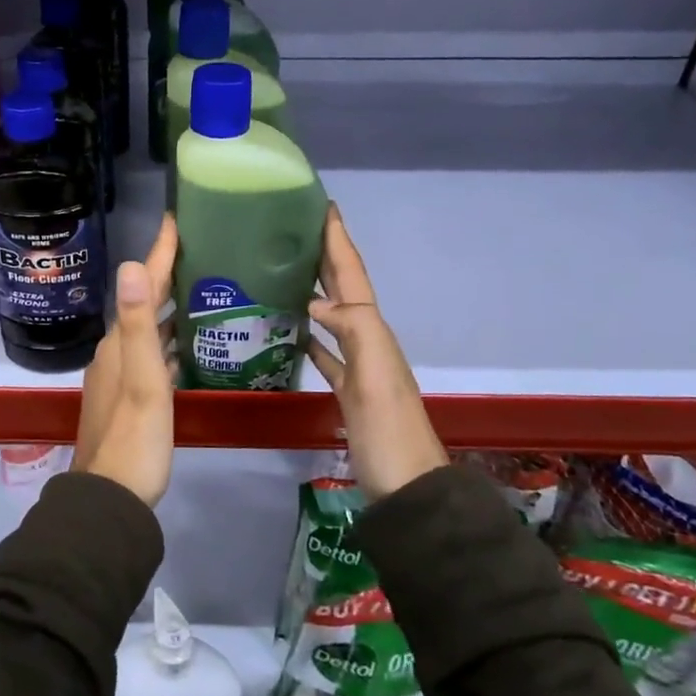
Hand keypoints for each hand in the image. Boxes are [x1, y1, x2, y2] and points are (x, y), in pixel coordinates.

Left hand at [72, 214, 177, 506]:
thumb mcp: (142, 380)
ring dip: (167, 307)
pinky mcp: (130, 397)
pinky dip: (168, 340)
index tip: (176, 220)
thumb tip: (129, 266)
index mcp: (118, 344)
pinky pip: (152, 354)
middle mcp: (114, 353)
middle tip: (198, 251)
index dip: (158, 253)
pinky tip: (187, 345)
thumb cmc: (135, 437)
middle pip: (142, 303)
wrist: (112, 497)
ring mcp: (120, 376)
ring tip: (199, 290)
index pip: (140, 286)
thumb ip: (136, 325)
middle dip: (165, 275)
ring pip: (146, 329)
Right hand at [305, 204, 446, 500]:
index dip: (339, 242)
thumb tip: (313, 302)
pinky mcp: (348, 391)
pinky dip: (311, 334)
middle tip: (298, 228)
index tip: (324, 207)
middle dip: (326, 255)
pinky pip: (326, 351)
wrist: (407, 488)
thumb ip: (352, 331)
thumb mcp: (375, 378)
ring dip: (316, 290)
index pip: (352, 276)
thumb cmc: (388, 432)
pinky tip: (293, 329)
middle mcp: (367, 340)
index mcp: (373, 331)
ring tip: (288, 269)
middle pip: (344, 288)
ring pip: (334, 315)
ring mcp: (359, 366)